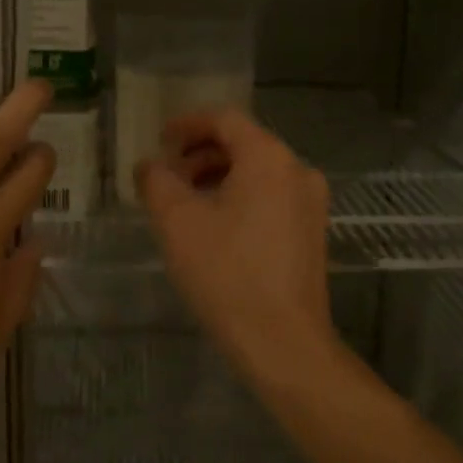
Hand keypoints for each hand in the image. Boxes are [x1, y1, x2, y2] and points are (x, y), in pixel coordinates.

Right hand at [135, 108, 334, 383]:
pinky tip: (214, 226)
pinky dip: (239, 197)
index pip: (224, 120)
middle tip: (167, 175)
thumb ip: (157, 181)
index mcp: (269, 158)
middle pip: (243, 143)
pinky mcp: (312, 231)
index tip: (159, 141)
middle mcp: (298, 170)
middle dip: (200, 153)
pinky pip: (271, 196)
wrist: (283, 343)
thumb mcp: (177, 223)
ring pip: (257, 172)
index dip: (187, 125)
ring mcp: (311, 202)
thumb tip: (150, 165)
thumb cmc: (227, 274)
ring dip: (217, 176)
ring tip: (184, 202)